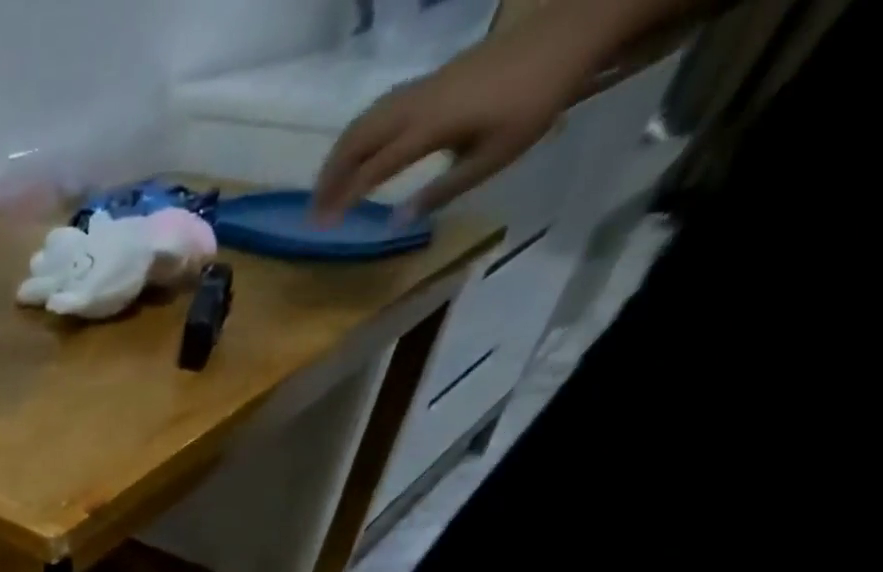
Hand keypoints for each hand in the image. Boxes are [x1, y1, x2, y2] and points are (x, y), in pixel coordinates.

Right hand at [312, 27, 588, 222]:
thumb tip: (396, 222)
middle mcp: (415, 106)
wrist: (569, 32)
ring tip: (325, 187)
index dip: (343, 200)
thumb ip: (442, 191)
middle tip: (313, 211)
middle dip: (329, 179)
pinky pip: (376, 112)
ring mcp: (419, 89)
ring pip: (362, 124)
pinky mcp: (427, 82)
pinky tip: (355, 154)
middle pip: (356, 143)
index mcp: (429, 128)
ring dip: (337, 158)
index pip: (371, 170)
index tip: (322, 227)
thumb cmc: (536, 100)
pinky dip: (355, 137)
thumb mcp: (494, 156)